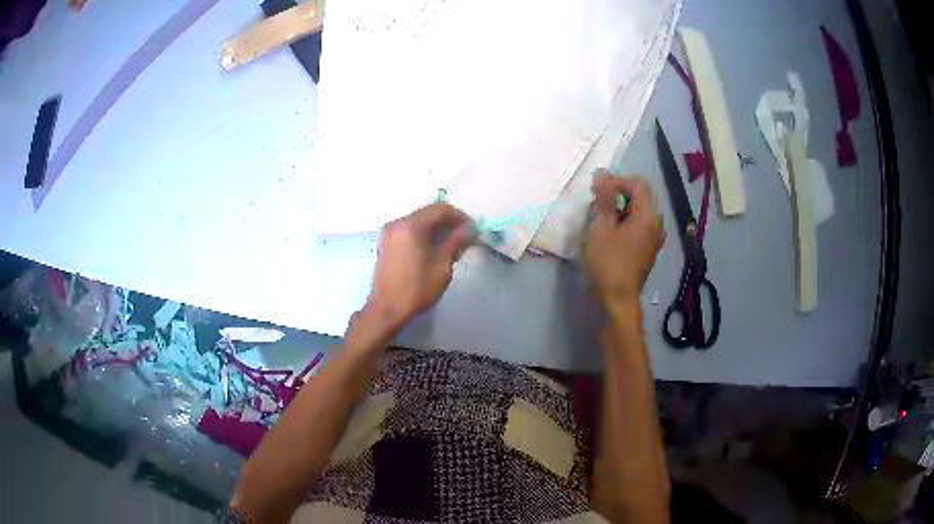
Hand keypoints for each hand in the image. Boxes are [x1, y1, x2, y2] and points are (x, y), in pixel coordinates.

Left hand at [362, 204, 475, 334]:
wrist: (388, 309)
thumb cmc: (417, 288)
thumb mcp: (442, 265)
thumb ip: (457, 242)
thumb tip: (470, 229)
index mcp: (411, 225)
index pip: (441, 209)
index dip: (460, 217)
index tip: (472, 230)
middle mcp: (397, 223)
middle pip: (428, 213)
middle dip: (448, 222)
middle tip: (464, 238)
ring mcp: (389, 232)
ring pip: (418, 222)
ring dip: (436, 229)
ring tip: (450, 245)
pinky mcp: (386, 243)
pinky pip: (408, 231)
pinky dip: (423, 235)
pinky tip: (433, 249)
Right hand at [584, 171, 663, 312]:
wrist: (617, 302)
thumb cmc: (608, 263)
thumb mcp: (601, 228)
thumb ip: (604, 199)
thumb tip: (602, 173)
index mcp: (648, 216)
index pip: (637, 184)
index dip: (617, 180)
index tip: (597, 190)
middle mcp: (656, 225)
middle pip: (639, 197)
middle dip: (617, 195)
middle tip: (595, 205)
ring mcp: (653, 239)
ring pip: (637, 213)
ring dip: (618, 210)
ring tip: (599, 219)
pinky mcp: (646, 251)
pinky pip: (637, 227)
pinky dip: (623, 224)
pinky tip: (608, 235)